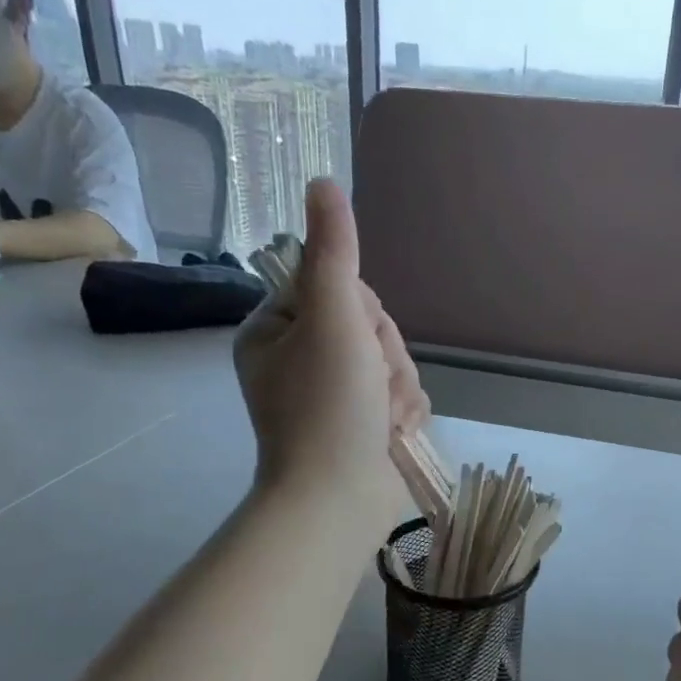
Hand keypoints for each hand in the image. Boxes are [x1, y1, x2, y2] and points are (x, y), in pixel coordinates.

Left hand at [233, 179, 429, 533]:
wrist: (340, 500)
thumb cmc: (328, 407)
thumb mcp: (331, 318)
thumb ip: (333, 251)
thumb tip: (322, 181)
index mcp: (276, 330)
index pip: (337, 285)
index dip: (360, 310)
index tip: (355, 337)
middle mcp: (300, 358)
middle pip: (369, 325)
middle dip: (384, 355)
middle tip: (370, 385)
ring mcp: (334, 395)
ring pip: (392, 361)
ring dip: (399, 387)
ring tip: (383, 418)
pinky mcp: (363, 424)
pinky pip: (400, 395)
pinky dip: (404, 413)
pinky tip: (393, 433)